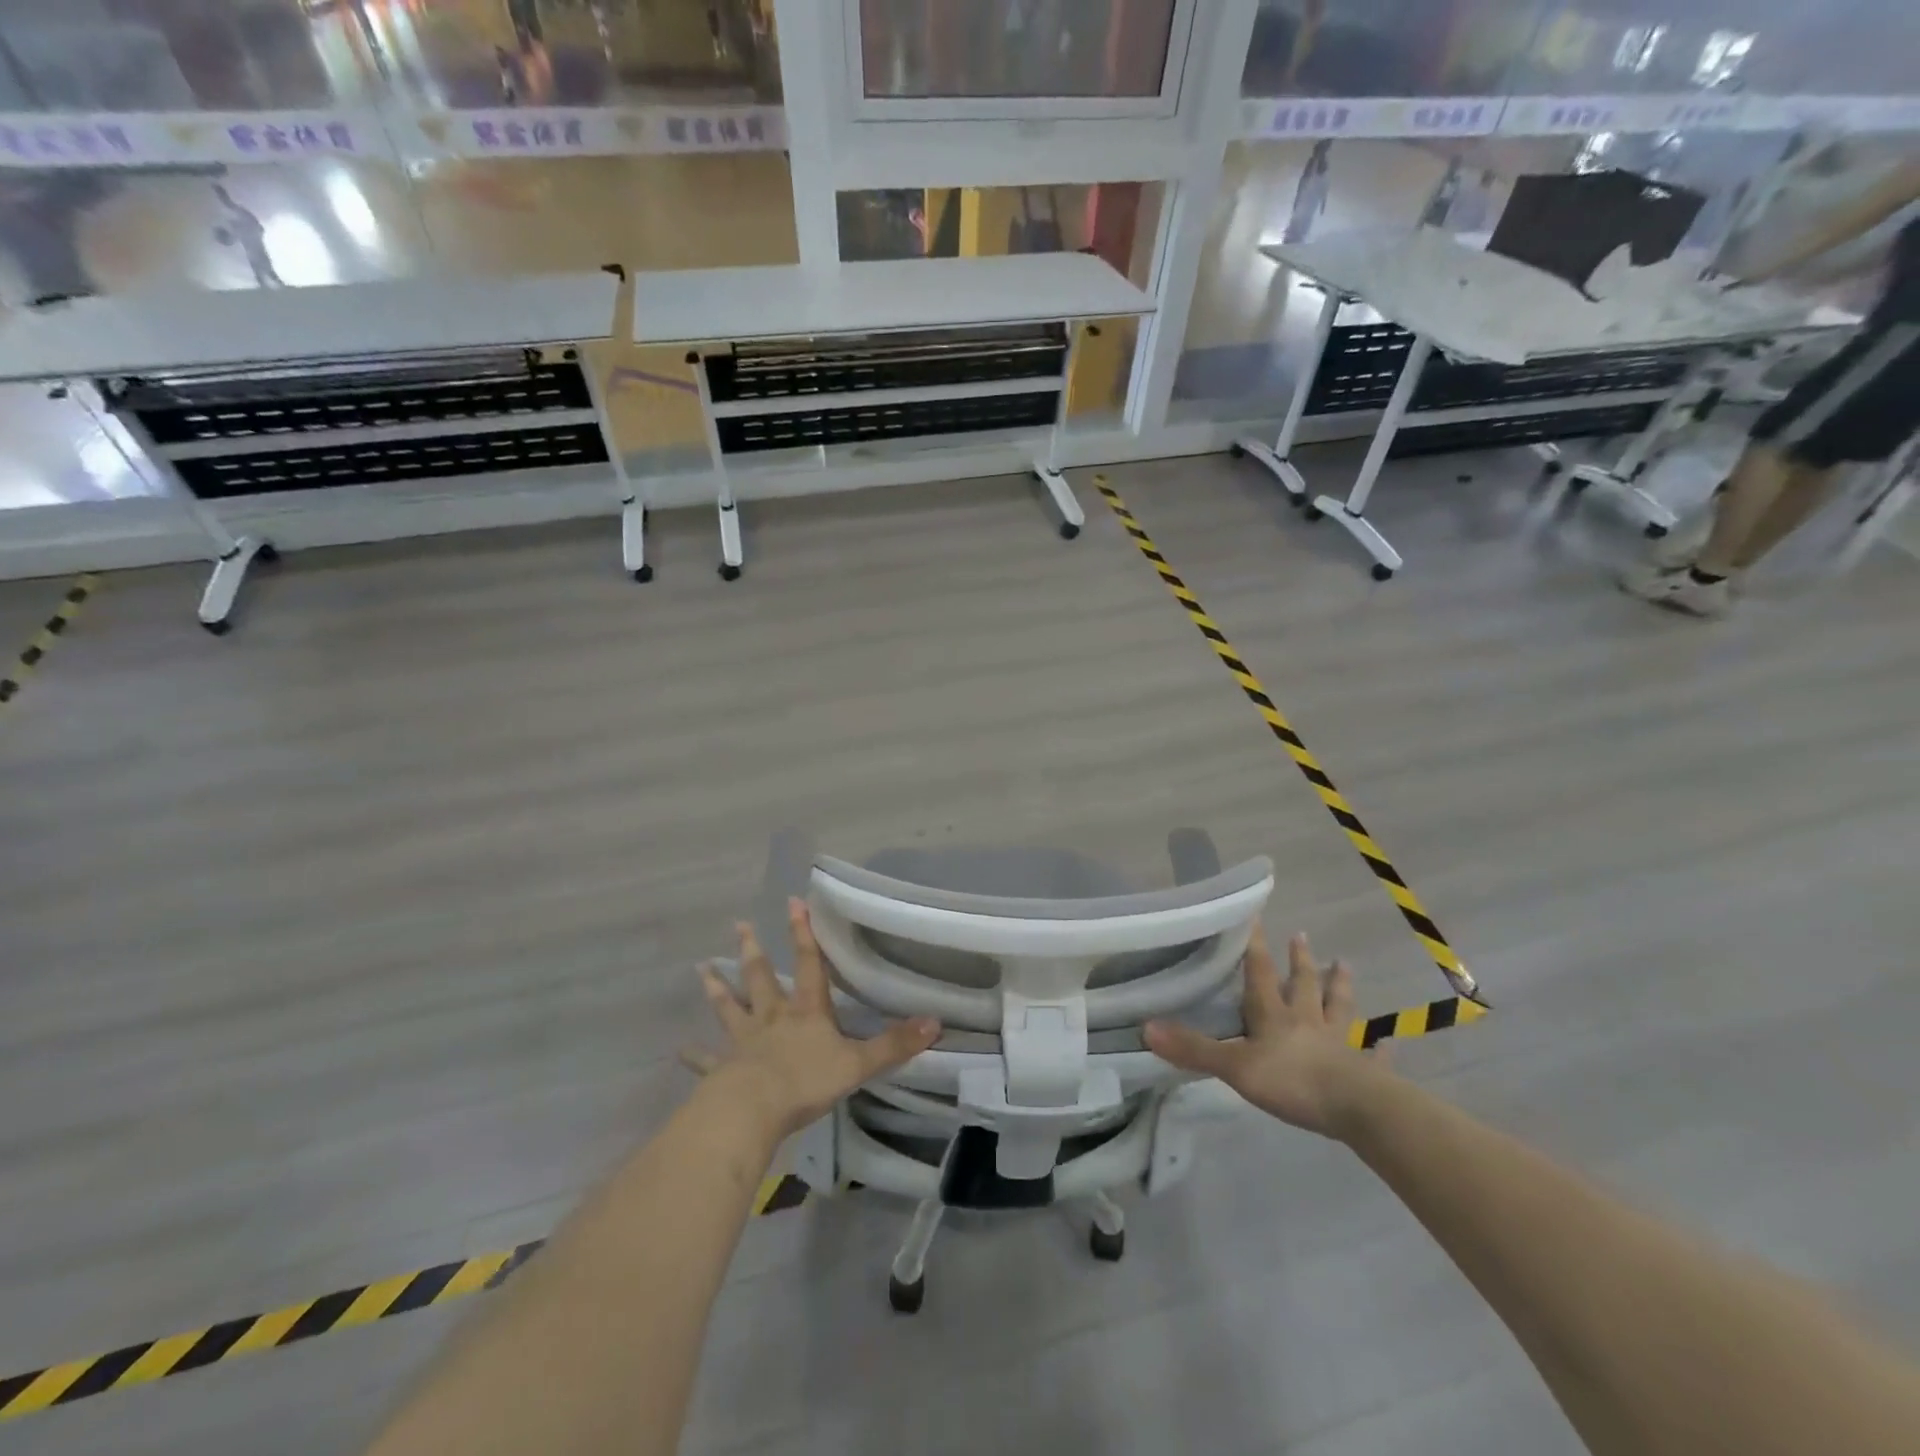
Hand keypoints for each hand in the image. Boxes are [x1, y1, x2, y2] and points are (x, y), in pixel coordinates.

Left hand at [685, 898, 940, 1140]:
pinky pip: (707, 1061)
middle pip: (761, 978)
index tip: (792, 902)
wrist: (752, 1111)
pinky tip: (680, 1051)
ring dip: (717, 989)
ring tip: (701, 969)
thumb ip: (895, 1044)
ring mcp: (743, 1043)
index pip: (808, 964)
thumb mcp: (857, 1063)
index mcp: (805, 1012)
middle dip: (752, 951)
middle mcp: (772, 1018)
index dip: (803, 933)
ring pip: (730, 1008)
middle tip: (739, 925)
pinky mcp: (722, 1070)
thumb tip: (936, 1022)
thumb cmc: (806, 1081)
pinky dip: (695, 1055)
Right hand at [1143, 926, 1381, 1137]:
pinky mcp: (1364, 1071)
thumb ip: (1193, 1049)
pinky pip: (1372, 1055)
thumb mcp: (1234, 1067)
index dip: (1254, 945)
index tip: (1255, 915)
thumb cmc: (1291, 1081)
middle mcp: (1306, 1021)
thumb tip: (1146, 1028)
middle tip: (1303, 934)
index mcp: (1274, 1015)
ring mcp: (1338, 1044)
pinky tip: (1388, 1042)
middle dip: (1300, 960)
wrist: (1356, 1109)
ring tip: (1344, 964)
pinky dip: (1379, 1048)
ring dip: (1339, 986)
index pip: (1260, 973)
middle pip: (1302, 984)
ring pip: (1337, 1008)